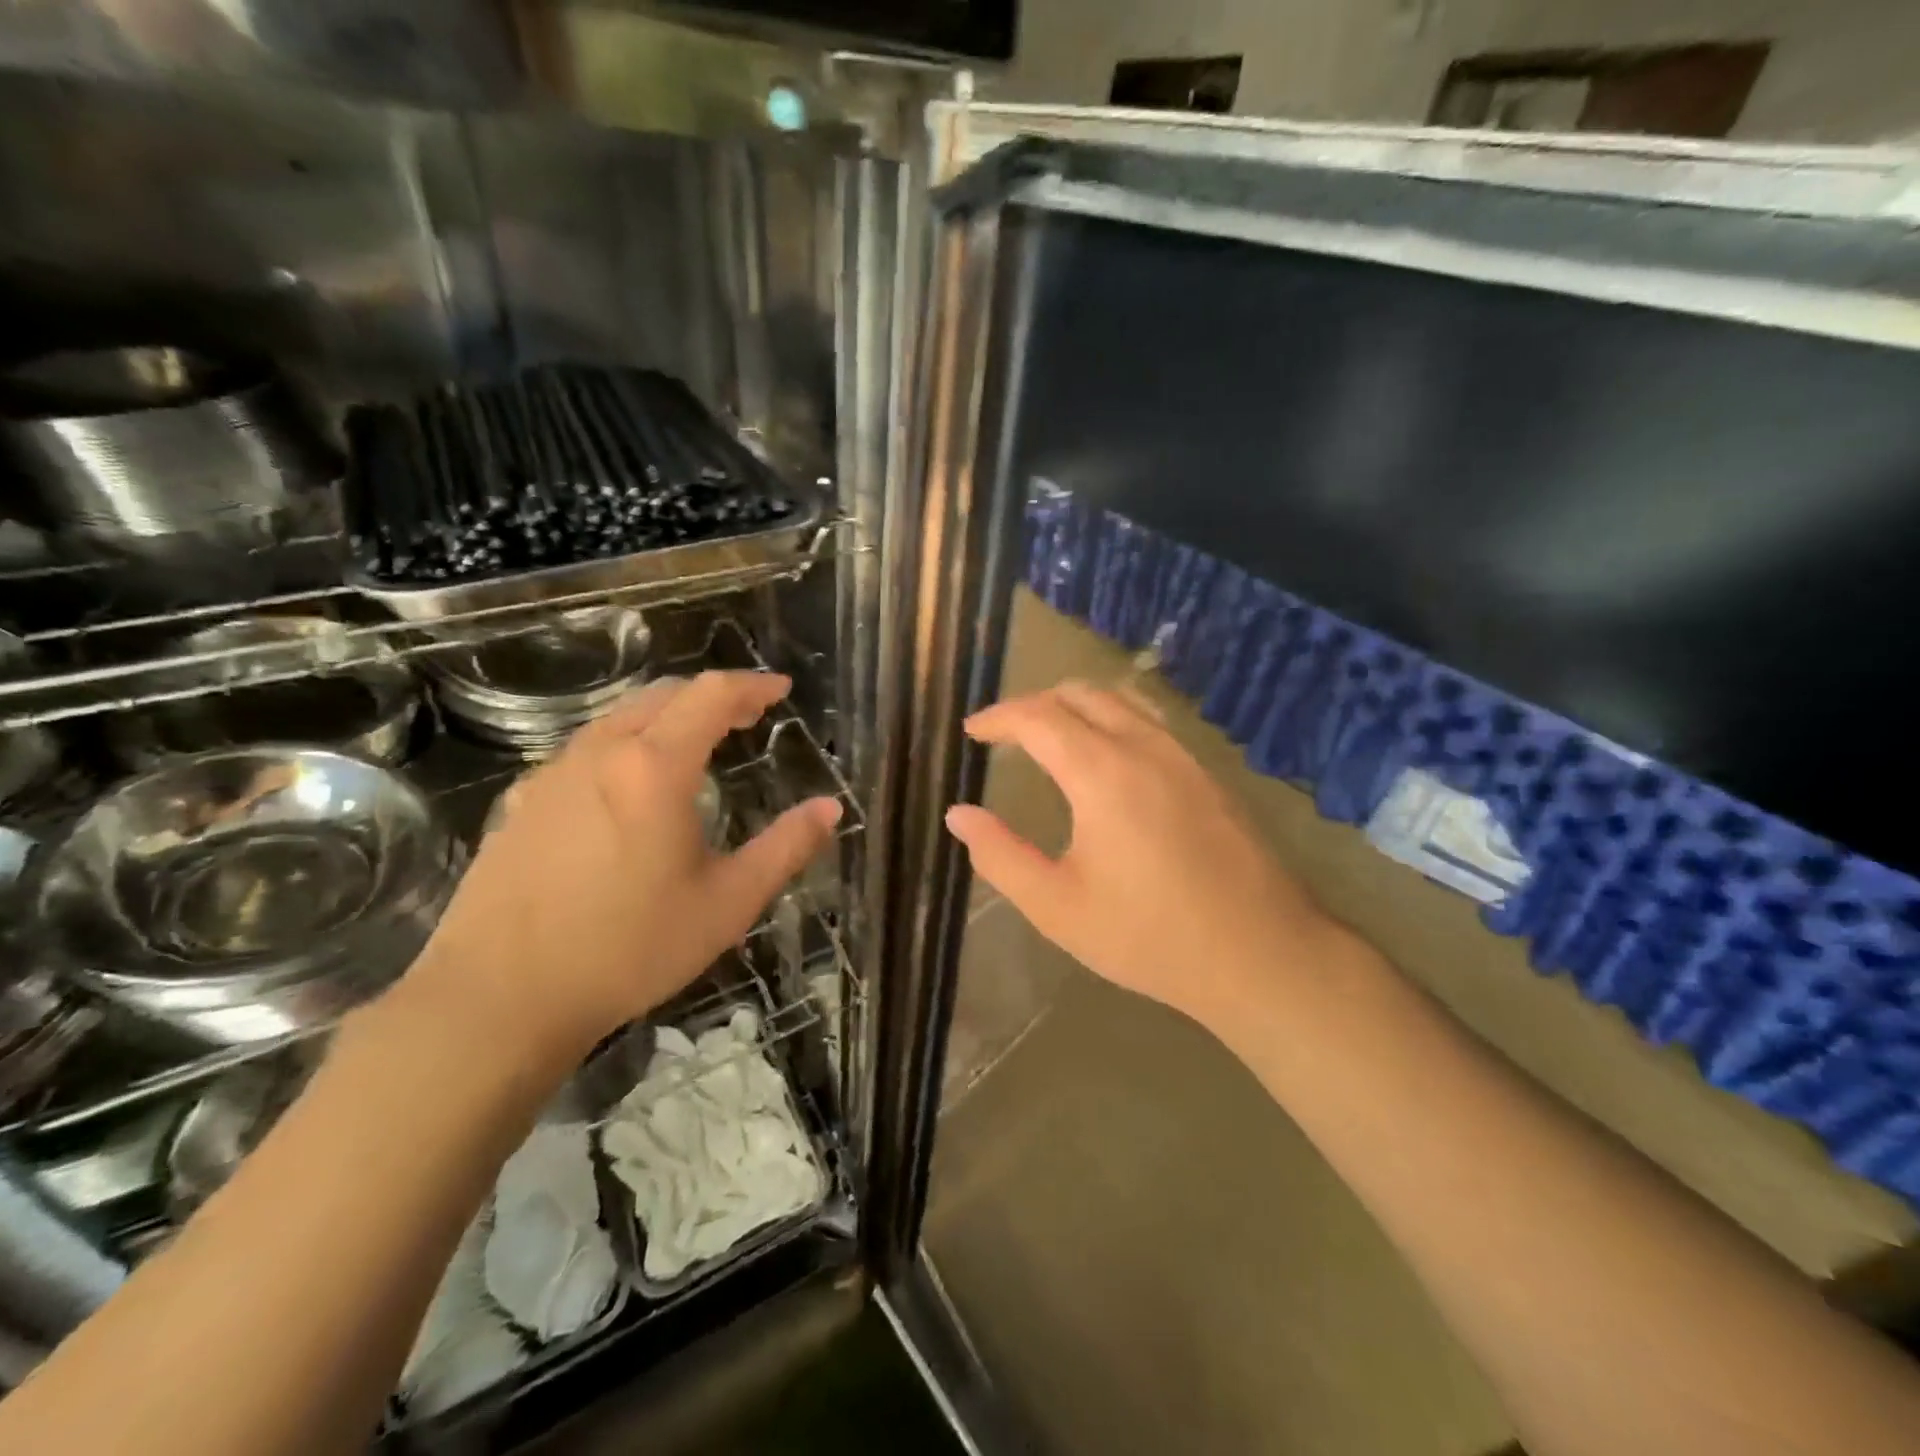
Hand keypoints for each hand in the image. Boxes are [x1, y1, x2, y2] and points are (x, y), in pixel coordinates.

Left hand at [406, 671, 840, 1074]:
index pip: (710, 695)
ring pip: (618, 719)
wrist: (497, 1000)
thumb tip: (830, 808)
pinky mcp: (519, 804)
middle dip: (711, 696)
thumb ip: (785, 848)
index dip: (751, 685)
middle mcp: (599, 753)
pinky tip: (627, 790)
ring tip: (695, 746)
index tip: (781, 689)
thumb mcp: (727, 903)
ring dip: (666, 718)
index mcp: (654, 767)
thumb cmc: (629, 949)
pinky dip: (624, 747)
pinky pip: (583, 752)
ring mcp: (551, 776)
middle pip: (662, 695)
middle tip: (747, 716)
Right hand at [944, 683, 1337, 1032]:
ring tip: (1050, 736)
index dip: (997, 717)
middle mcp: (1144, 746)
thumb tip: (958, 815)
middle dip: (1034, 704)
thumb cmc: (1148, 935)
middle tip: (1005, 734)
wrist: (1261, 954)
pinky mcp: (1207, 774)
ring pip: (1121, 700)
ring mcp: (1183, 756)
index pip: (1038, 716)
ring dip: (1076, 705)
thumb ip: (1000, 856)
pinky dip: (1112, 719)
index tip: (971, 732)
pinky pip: (1150, 721)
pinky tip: (1108, 759)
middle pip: (1080, 693)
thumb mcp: (1057, 907)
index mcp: (1102, 772)